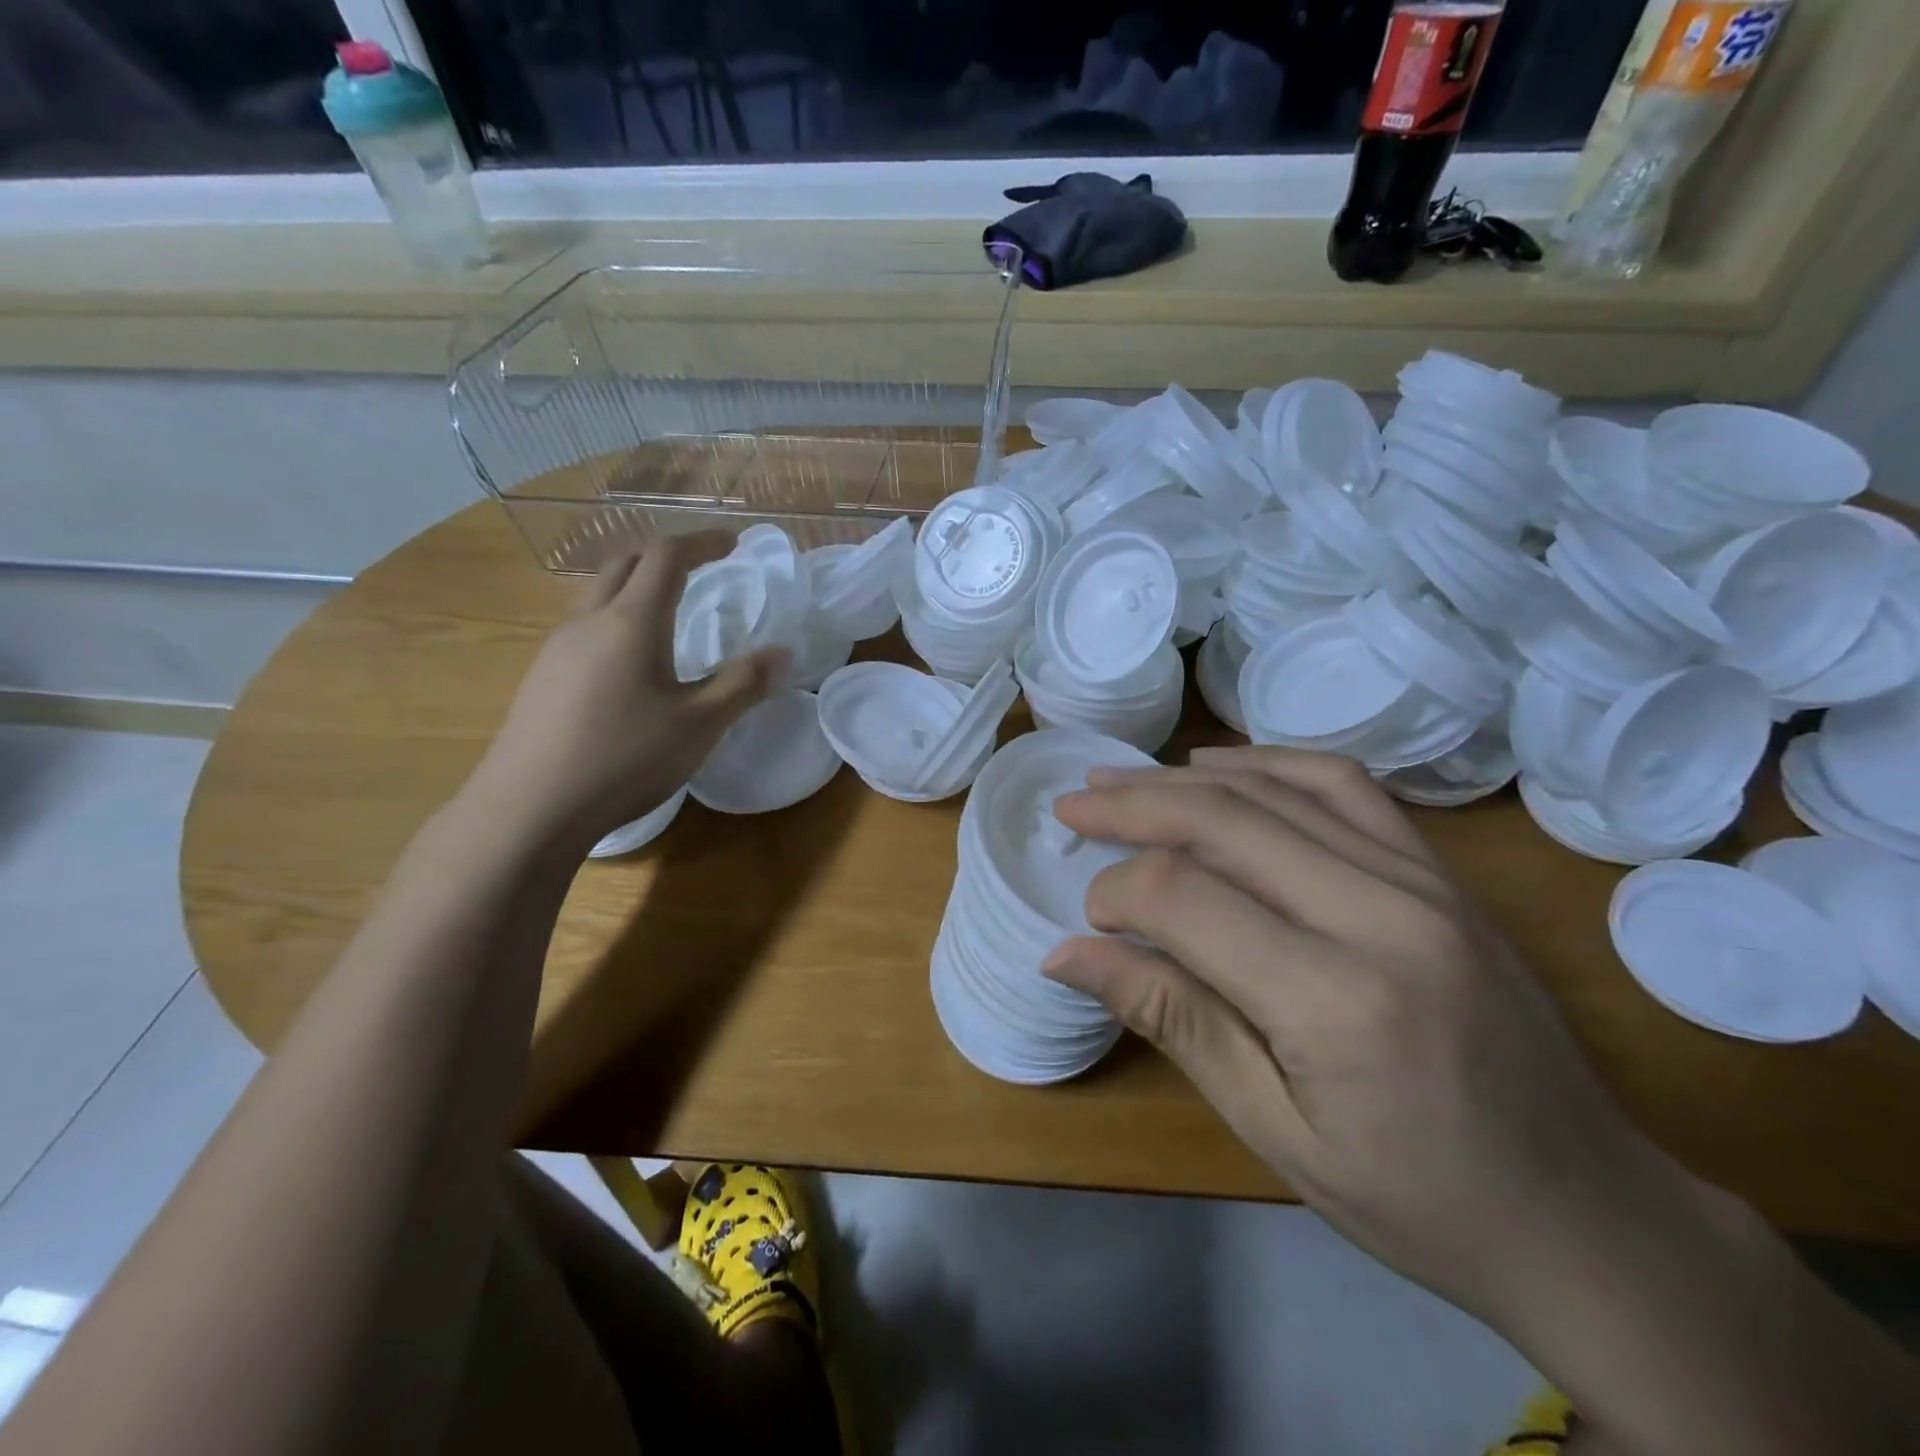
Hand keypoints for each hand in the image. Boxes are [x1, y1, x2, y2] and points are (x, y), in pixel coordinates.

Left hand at [474, 534, 783, 845]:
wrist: (530, 807)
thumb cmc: (624, 759)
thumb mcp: (699, 725)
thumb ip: (743, 684)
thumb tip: (784, 653)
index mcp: (632, 621)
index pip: (666, 556)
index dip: (702, 542)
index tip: (733, 543)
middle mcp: (588, 620)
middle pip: (624, 563)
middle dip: (665, 556)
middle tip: (700, 570)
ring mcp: (557, 647)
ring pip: (597, 592)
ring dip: (634, 585)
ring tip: (666, 612)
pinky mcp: (541, 676)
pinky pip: (582, 624)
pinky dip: (614, 617)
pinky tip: (627, 661)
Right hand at [1046, 746, 1680, 1326]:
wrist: (1588, 1213)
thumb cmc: (1416, 1199)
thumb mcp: (1273, 1129)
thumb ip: (1171, 1019)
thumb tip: (1067, 953)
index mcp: (1335, 1000)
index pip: (1185, 898)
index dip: (1116, 891)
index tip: (1087, 915)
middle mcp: (1382, 915)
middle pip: (1224, 819)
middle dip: (1132, 805)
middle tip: (1074, 803)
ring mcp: (1424, 881)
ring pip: (1278, 787)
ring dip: (1186, 776)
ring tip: (1123, 779)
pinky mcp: (1442, 873)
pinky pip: (1343, 785)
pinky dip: (1269, 762)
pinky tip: (1221, 766)